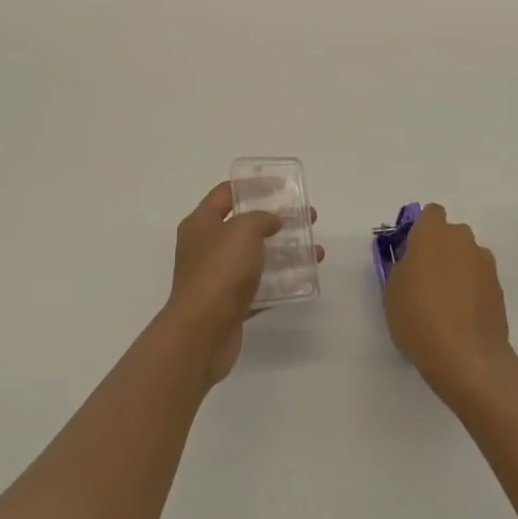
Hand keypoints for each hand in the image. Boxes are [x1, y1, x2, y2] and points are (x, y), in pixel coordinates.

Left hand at [163, 181, 322, 384]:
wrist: (202, 333)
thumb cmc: (220, 271)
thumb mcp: (243, 230)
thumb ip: (261, 218)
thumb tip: (272, 221)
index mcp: (201, 223)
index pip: (227, 193)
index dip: (254, 185)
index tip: (283, 185)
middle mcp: (206, 247)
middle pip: (245, 225)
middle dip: (277, 220)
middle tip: (307, 217)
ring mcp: (217, 277)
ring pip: (255, 257)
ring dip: (285, 251)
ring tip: (315, 250)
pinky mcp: (230, 305)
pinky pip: (260, 287)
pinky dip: (281, 282)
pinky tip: (305, 279)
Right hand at [383, 204, 514, 401]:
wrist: (467, 357)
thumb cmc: (419, 317)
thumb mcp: (392, 290)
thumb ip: (403, 266)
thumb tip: (414, 262)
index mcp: (433, 233)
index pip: (431, 214)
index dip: (421, 231)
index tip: (412, 254)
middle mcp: (462, 239)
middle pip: (451, 234)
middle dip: (440, 250)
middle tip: (426, 280)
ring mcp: (484, 263)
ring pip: (467, 256)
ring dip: (458, 269)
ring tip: (446, 303)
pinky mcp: (499, 288)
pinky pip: (479, 279)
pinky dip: (471, 290)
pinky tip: (461, 317)